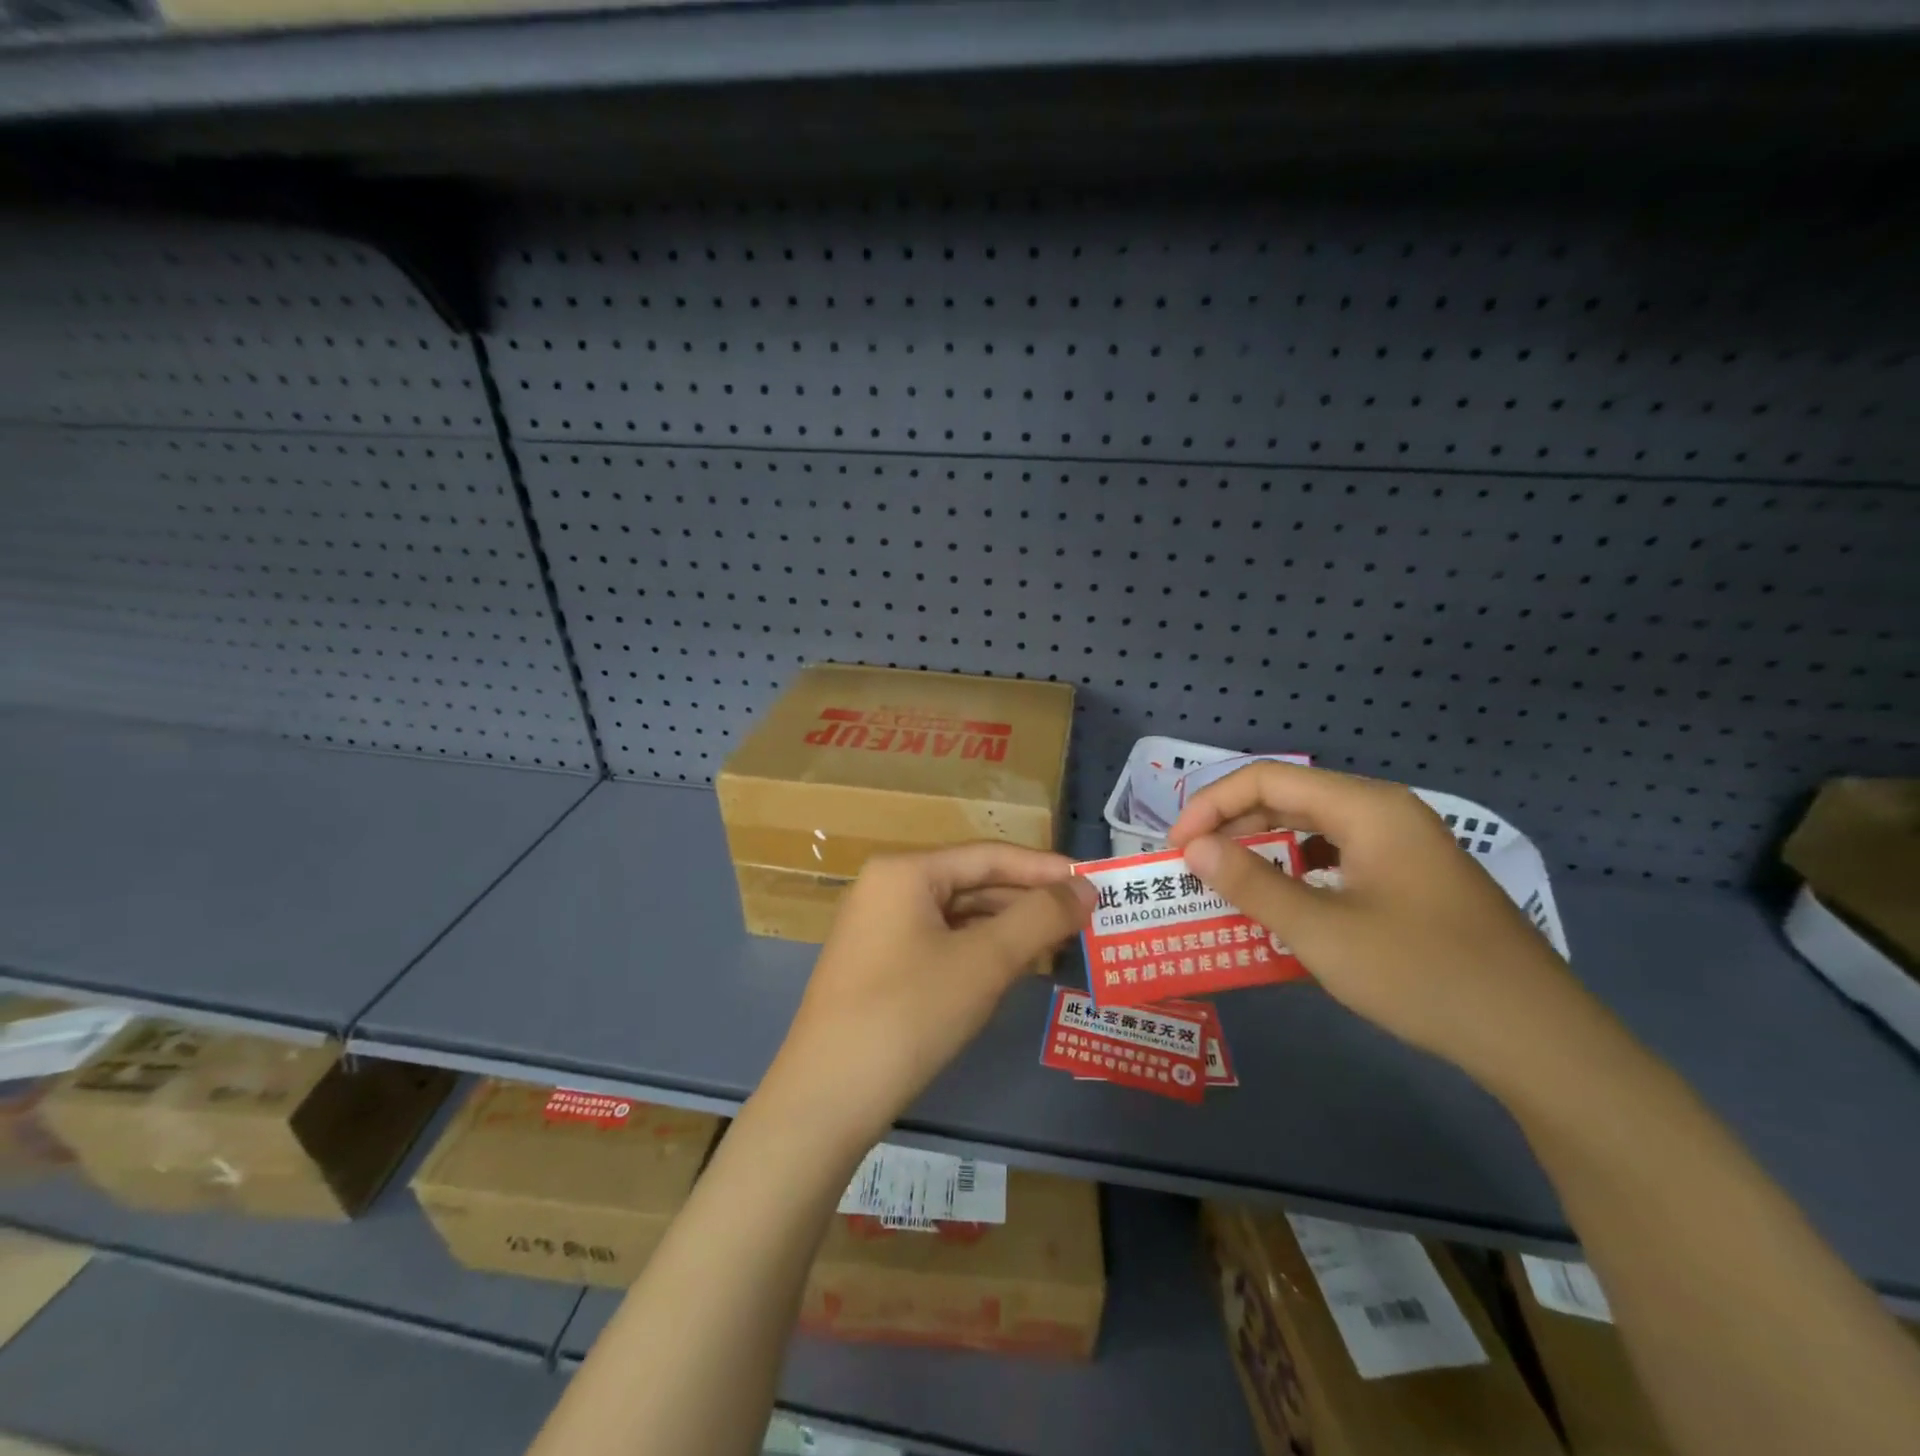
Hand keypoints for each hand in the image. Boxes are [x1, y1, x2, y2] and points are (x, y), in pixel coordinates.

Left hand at [758, 844, 1095, 1151]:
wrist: (827, 1098)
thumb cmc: (910, 1013)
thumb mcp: (984, 962)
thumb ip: (1039, 918)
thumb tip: (1085, 889)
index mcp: (905, 871)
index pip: (988, 856)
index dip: (1044, 868)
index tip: (1093, 883)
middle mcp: (887, 888)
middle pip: (971, 882)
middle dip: (1026, 901)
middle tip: (1081, 919)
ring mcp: (877, 928)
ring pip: (956, 915)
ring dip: (1006, 928)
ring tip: (1056, 943)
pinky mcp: (877, 965)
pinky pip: (939, 942)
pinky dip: (977, 951)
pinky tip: (1010, 969)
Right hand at [1168, 762, 1585, 1084]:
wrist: (1539, 1039)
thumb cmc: (1423, 974)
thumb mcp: (1321, 931)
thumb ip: (1250, 883)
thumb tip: (1193, 848)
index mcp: (1366, 808)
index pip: (1267, 778)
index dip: (1211, 805)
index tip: (1177, 847)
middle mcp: (1386, 812)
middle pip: (1290, 798)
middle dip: (1233, 827)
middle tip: (1195, 868)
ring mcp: (1405, 845)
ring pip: (1314, 829)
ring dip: (1264, 850)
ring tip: (1229, 884)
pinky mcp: (1414, 879)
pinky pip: (1339, 858)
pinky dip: (1299, 873)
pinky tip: (1286, 906)